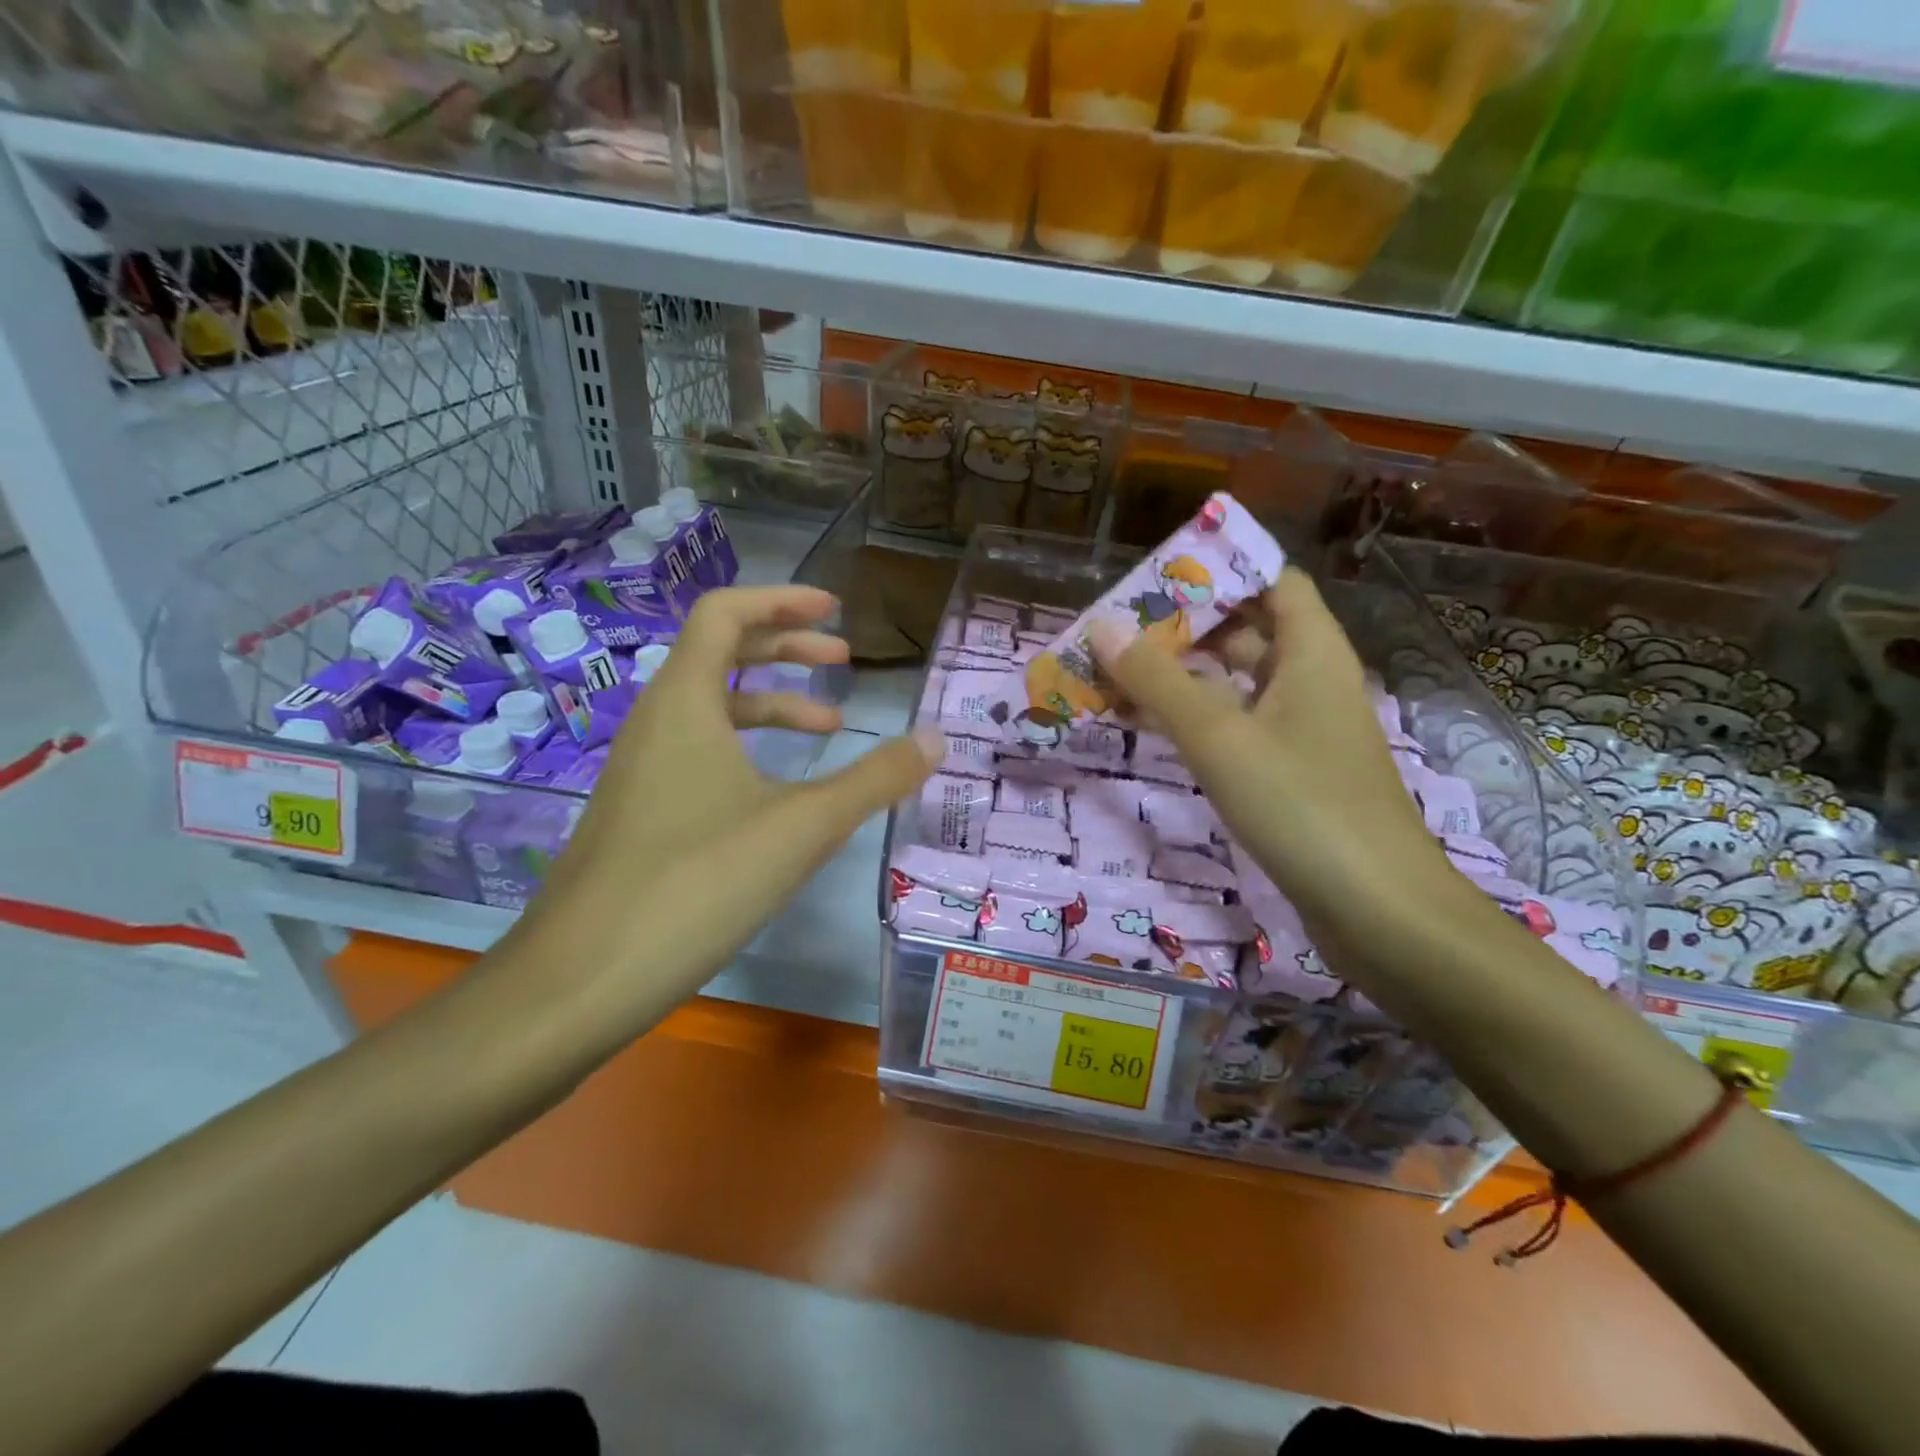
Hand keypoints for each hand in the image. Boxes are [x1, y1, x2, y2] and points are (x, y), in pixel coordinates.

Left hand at [511, 585, 939, 1032]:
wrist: (579, 981)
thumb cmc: (696, 884)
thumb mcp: (803, 827)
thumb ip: (874, 779)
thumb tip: (937, 739)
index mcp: (684, 702)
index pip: (725, 613)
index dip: (782, 600)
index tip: (835, 610)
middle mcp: (655, 722)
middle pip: (719, 652)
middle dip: (786, 647)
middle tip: (842, 660)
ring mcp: (641, 770)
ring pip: (710, 708)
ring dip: (771, 703)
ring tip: (829, 729)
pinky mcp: (639, 813)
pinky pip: (698, 753)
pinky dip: (747, 750)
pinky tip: (778, 794)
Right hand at [1089, 567, 1458, 934]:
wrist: (1379, 911)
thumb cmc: (1303, 805)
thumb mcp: (1219, 737)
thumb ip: (1158, 681)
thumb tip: (1101, 626)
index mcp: (1311, 652)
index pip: (1270, 580)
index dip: (1218, 571)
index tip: (1156, 577)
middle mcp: (1310, 681)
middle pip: (1247, 630)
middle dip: (1184, 625)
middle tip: (1118, 628)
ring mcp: (1302, 730)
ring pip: (1235, 683)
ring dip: (1181, 676)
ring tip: (1116, 673)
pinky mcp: (1291, 773)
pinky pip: (1236, 727)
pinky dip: (1194, 720)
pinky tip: (1149, 728)